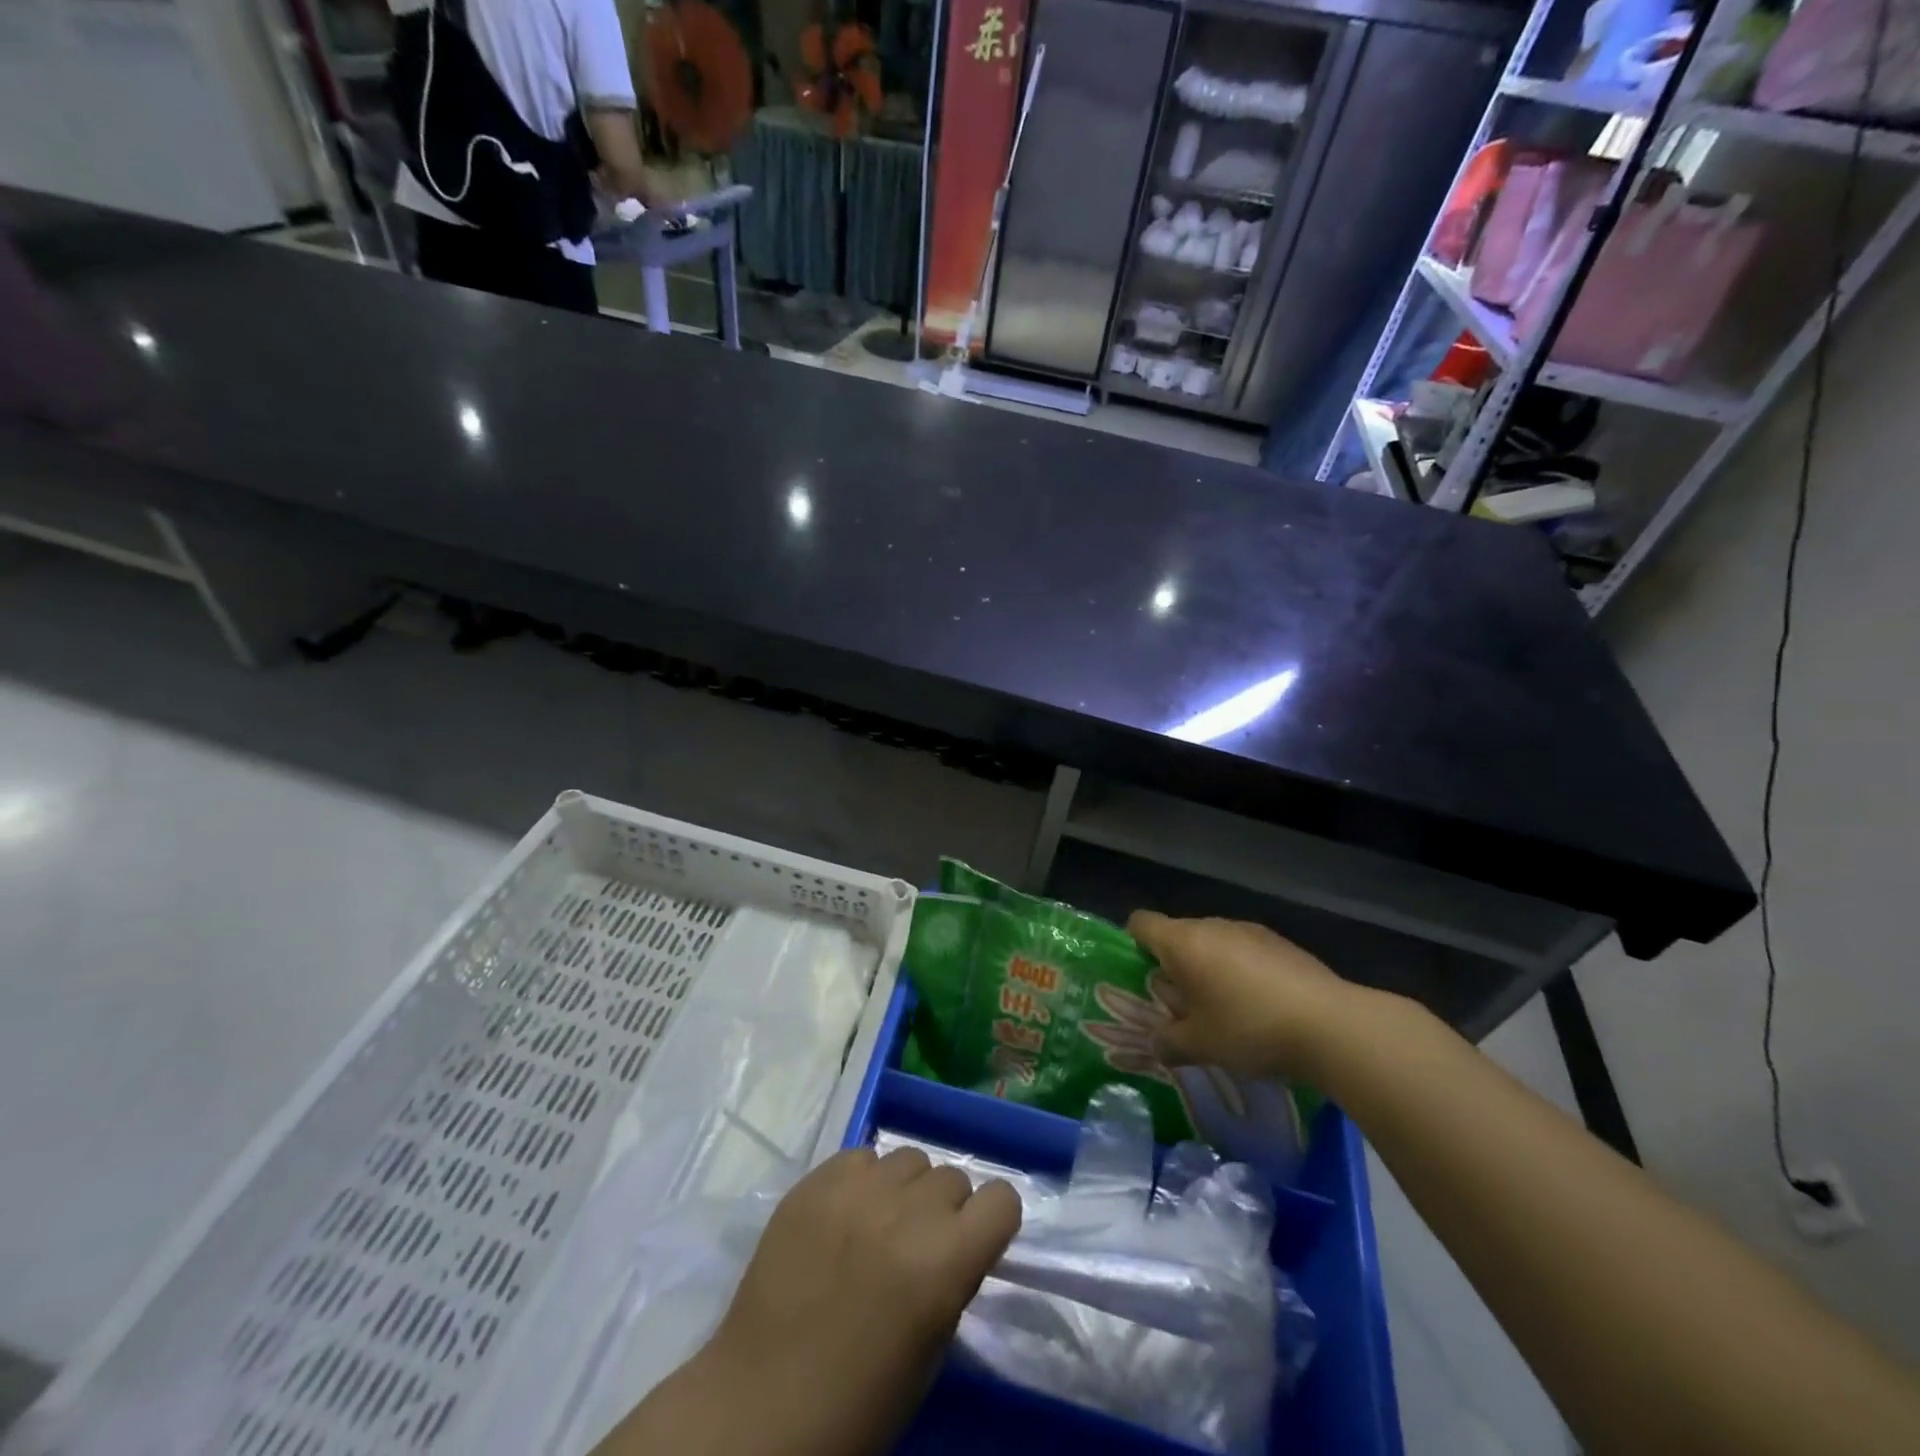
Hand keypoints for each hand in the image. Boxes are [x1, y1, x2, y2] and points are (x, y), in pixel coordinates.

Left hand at [692, 1147, 1021, 1454]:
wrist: (762, 1406)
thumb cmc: (859, 1400)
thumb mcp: (932, 1348)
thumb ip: (953, 1278)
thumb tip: (957, 1241)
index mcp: (945, 1260)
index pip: (1002, 1199)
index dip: (992, 1221)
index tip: (975, 1241)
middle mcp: (907, 1210)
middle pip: (953, 1176)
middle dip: (944, 1209)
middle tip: (918, 1245)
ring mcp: (857, 1189)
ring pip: (909, 1158)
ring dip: (905, 1189)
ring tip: (878, 1226)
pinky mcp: (816, 1181)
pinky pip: (861, 1157)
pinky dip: (862, 1181)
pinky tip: (843, 1218)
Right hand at [1126, 912, 1355, 1082]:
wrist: (1331, 1025)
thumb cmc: (1249, 1028)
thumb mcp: (1200, 1046)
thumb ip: (1169, 1042)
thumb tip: (1157, 1044)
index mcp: (1183, 942)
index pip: (1141, 922)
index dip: (1133, 943)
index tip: (1141, 974)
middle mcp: (1212, 926)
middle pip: (1179, 935)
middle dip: (1175, 966)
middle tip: (1182, 1006)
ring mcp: (1250, 931)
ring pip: (1214, 943)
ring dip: (1210, 969)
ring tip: (1224, 1011)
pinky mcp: (1282, 943)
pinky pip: (1246, 952)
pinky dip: (1242, 972)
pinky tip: (1261, 1007)